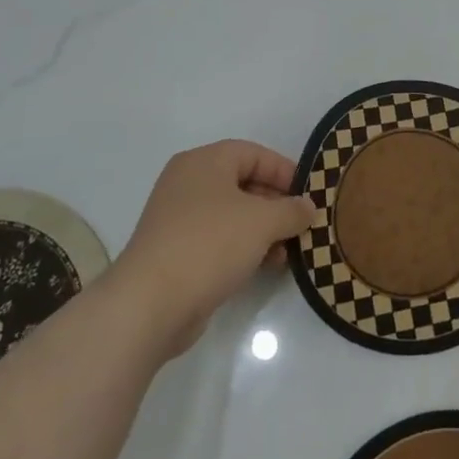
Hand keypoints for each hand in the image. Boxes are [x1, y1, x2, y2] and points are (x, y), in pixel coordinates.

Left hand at [114, 140, 315, 357]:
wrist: (150, 305)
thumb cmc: (210, 245)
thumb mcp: (262, 222)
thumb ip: (291, 210)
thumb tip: (308, 207)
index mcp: (204, 163)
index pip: (253, 154)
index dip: (284, 170)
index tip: (308, 194)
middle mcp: (188, 184)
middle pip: (243, 183)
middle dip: (276, 204)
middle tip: (302, 224)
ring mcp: (178, 219)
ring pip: (232, 215)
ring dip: (263, 230)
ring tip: (288, 251)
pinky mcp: (176, 252)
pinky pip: (219, 240)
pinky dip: (244, 247)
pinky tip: (265, 266)